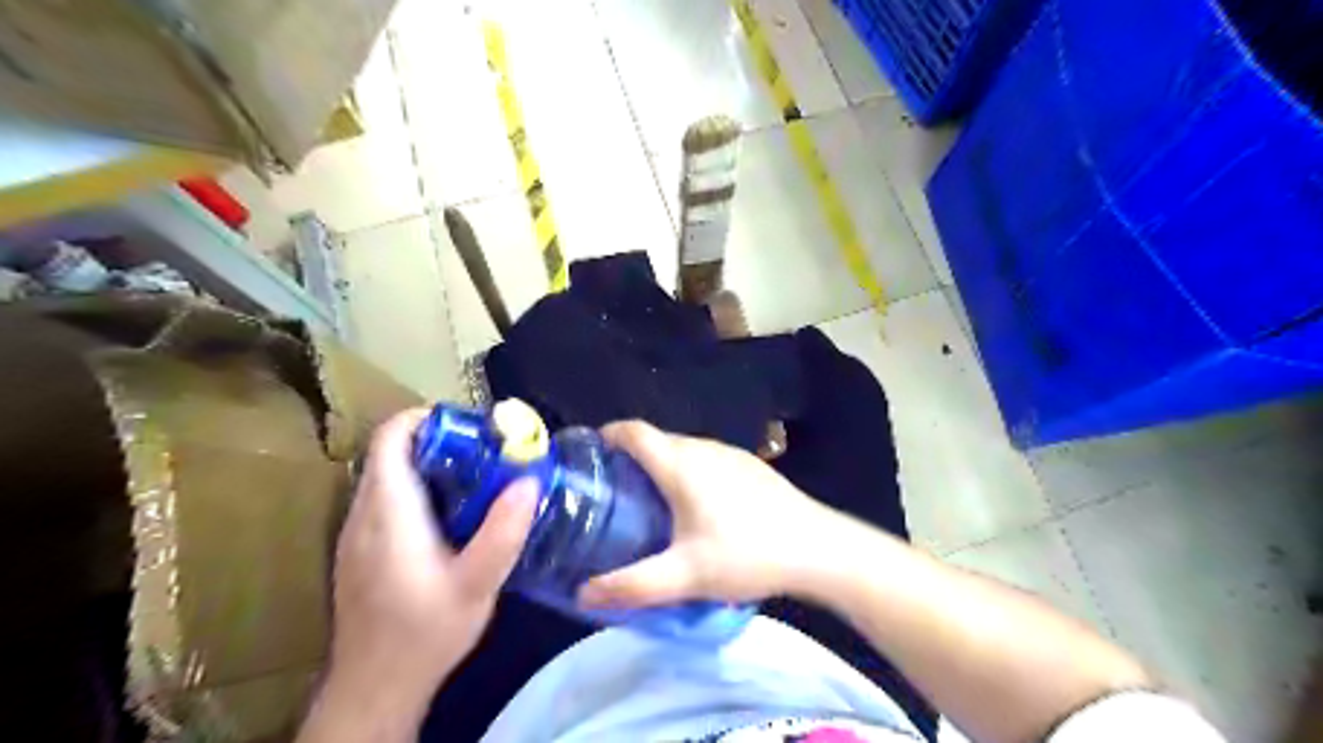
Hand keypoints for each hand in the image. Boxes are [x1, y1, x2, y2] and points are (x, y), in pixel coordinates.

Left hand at [323, 412, 533, 718]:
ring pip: (390, 475)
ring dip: (432, 465)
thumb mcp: (477, 584)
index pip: (392, 436)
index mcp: (388, 510)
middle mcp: (363, 512)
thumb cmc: (425, 633)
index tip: (474, 427)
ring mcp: (356, 532)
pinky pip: (387, 499)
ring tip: (479, 481)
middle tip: (490, 454)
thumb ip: (503, 531)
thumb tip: (530, 480)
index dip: (429, 418)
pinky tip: (454, 518)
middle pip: (394, 452)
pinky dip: (420, 490)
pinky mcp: (360, 550)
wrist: (374, 688)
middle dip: (442, 441)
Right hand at [579, 419, 836, 610]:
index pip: (633, 431)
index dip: (605, 436)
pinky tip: (693, 507)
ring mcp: (730, 453)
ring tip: (645, 502)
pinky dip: (685, 472)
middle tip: (609, 493)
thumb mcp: (685, 576)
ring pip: (682, 449)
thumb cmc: (747, 554)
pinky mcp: (750, 465)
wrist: (817, 547)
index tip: (587, 456)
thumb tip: (582, 594)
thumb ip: (631, 586)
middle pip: (655, 440)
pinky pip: (704, 459)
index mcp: (680, 463)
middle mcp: (703, 447)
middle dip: (628, 458)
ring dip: (658, 466)